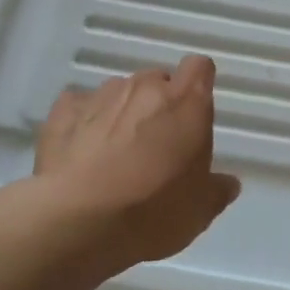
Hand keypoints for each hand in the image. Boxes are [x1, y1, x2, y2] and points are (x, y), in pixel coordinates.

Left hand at [31, 55, 241, 276]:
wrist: (77, 221)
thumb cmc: (153, 210)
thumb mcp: (200, 210)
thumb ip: (217, 190)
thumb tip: (227, 184)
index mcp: (187, 103)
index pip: (200, 68)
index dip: (198, 84)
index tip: (194, 110)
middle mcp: (145, 88)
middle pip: (157, 80)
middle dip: (159, 104)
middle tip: (156, 144)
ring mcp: (101, 97)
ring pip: (119, 92)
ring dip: (122, 113)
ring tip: (115, 152)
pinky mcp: (62, 112)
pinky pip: (79, 107)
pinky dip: (84, 122)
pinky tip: (81, 151)